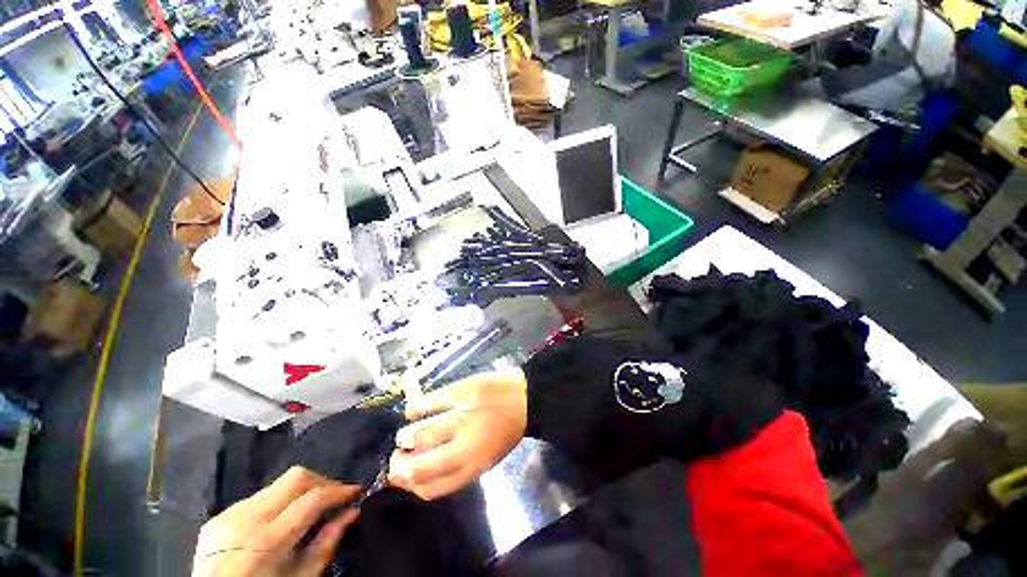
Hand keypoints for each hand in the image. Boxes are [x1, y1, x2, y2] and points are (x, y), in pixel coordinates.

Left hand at [192, 466, 359, 576]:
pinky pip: (258, 496)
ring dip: (301, 490)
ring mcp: (227, 515)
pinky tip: (281, 519)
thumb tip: (353, 512)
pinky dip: (278, 501)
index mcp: (266, 541)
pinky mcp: (218, 516)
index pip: (312, 498)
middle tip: (334, 496)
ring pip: (278, 483)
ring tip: (309, 508)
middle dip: (322, 481)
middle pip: (295, 477)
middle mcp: (245, 519)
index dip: (339, 490)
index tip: (356, 491)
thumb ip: (327, 543)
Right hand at [388, 369, 527, 499]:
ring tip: (405, 435)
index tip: (400, 477)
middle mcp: (465, 445)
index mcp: (473, 466)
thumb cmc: (506, 430)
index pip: (431, 488)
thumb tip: (419, 473)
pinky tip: (412, 411)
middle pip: (419, 465)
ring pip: (420, 434)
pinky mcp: (462, 390)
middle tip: (398, 455)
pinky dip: (414, 409)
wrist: (526, 397)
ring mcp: (462, 415)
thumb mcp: (486, 458)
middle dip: (400, 464)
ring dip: (406, 437)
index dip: (409, 485)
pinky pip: (427, 402)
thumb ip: (457, 468)